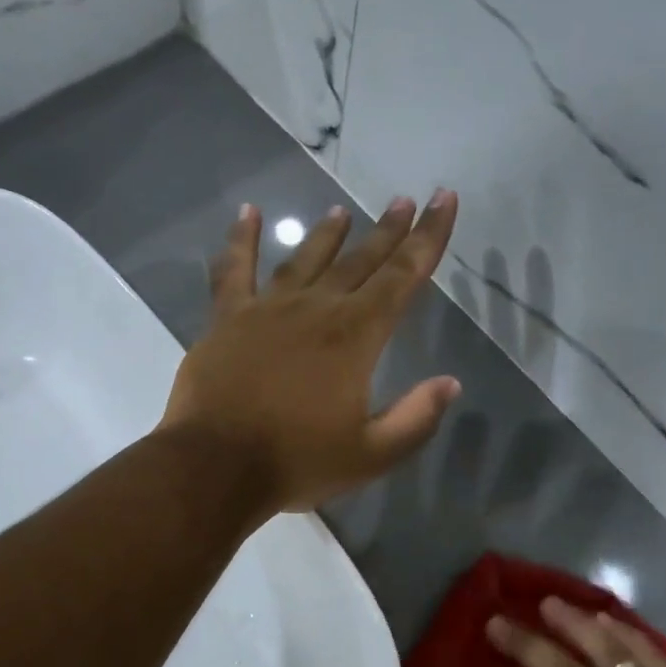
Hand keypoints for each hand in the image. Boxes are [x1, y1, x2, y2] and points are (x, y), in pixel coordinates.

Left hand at [160, 192, 461, 514]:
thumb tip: (450, 383)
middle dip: (386, 230)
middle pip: (359, 261)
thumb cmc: (297, 462)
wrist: (216, 467)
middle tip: (403, 199)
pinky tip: (249, 212)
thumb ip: (415, 418)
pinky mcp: (227, 319)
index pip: (402, 277)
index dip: (428, 237)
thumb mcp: (371, 454)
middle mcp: (315, 309)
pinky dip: (242, 239)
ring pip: (304, 260)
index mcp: (355, 336)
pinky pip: (234, 269)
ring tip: (342, 211)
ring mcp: (267, 309)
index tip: (442, 199)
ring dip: (326, 234)